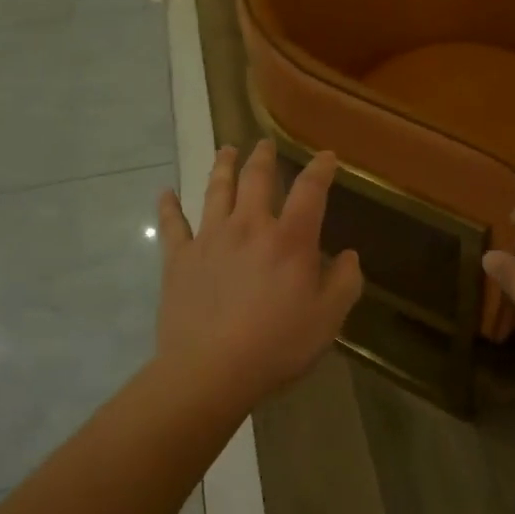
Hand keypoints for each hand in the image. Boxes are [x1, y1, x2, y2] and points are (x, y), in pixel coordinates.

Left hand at [155, 141, 362, 404]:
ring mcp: (209, 239)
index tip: (326, 156)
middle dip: (263, 157)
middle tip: (264, 143)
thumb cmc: (277, 345)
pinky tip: (165, 192)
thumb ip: (345, 282)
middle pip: (256, 179)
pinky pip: (172, 224)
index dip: (320, 169)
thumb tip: (349, 256)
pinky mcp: (178, 259)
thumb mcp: (328, 318)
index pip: (310, 190)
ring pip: (216, 190)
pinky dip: (168, 206)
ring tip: (226, 150)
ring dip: (222, 166)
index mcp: (289, 239)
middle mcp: (249, 226)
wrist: (210, 370)